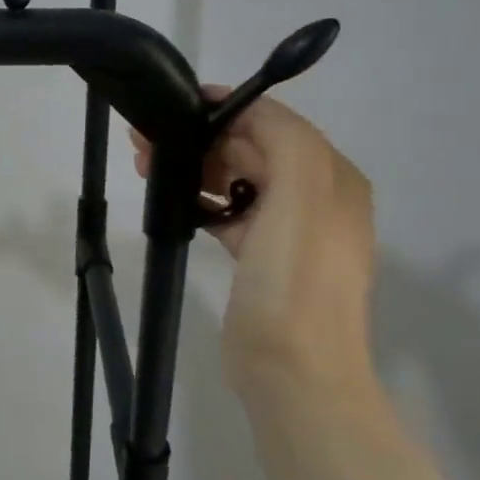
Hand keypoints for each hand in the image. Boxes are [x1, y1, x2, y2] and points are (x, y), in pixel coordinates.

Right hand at [132, 92, 374, 388]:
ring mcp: (289, 230)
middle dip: (203, 139)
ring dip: (196, 167)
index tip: (176, 107)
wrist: (293, 372)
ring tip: (147, 166)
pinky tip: (173, 200)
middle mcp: (316, 197)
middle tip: (147, 142)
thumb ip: (283, 137)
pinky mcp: (262, 258)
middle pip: (252, 149)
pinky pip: (230, 212)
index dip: (226, 110)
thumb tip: (244, 110)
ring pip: (236, 179)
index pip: (276, 123)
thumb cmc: (294, 280)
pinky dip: (202, 200)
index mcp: (332, 178)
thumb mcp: (302, 194)